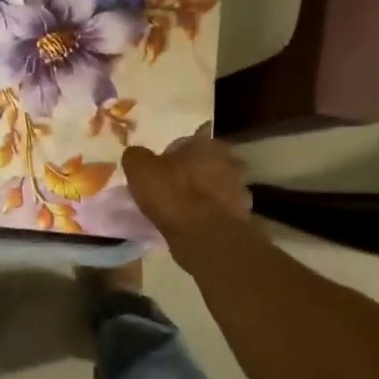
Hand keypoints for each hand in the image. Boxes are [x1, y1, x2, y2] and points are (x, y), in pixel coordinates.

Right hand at [121, 125, 253, 257]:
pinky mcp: (242, 216)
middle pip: (204, 164)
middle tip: (170, 188)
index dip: (171, 155)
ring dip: (202, 194)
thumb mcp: (140, 169)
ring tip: (181, 209)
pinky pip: (219, 210)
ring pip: (214, 187)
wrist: (205, 236)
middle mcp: (229, 161)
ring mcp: (239, 189)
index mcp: (206, 144)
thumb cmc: (172, 194)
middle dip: (190, 173)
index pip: (187, 142)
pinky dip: (208, 214)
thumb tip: (136, 154)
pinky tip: (193, 224)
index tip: (159, 169)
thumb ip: (136, 156)